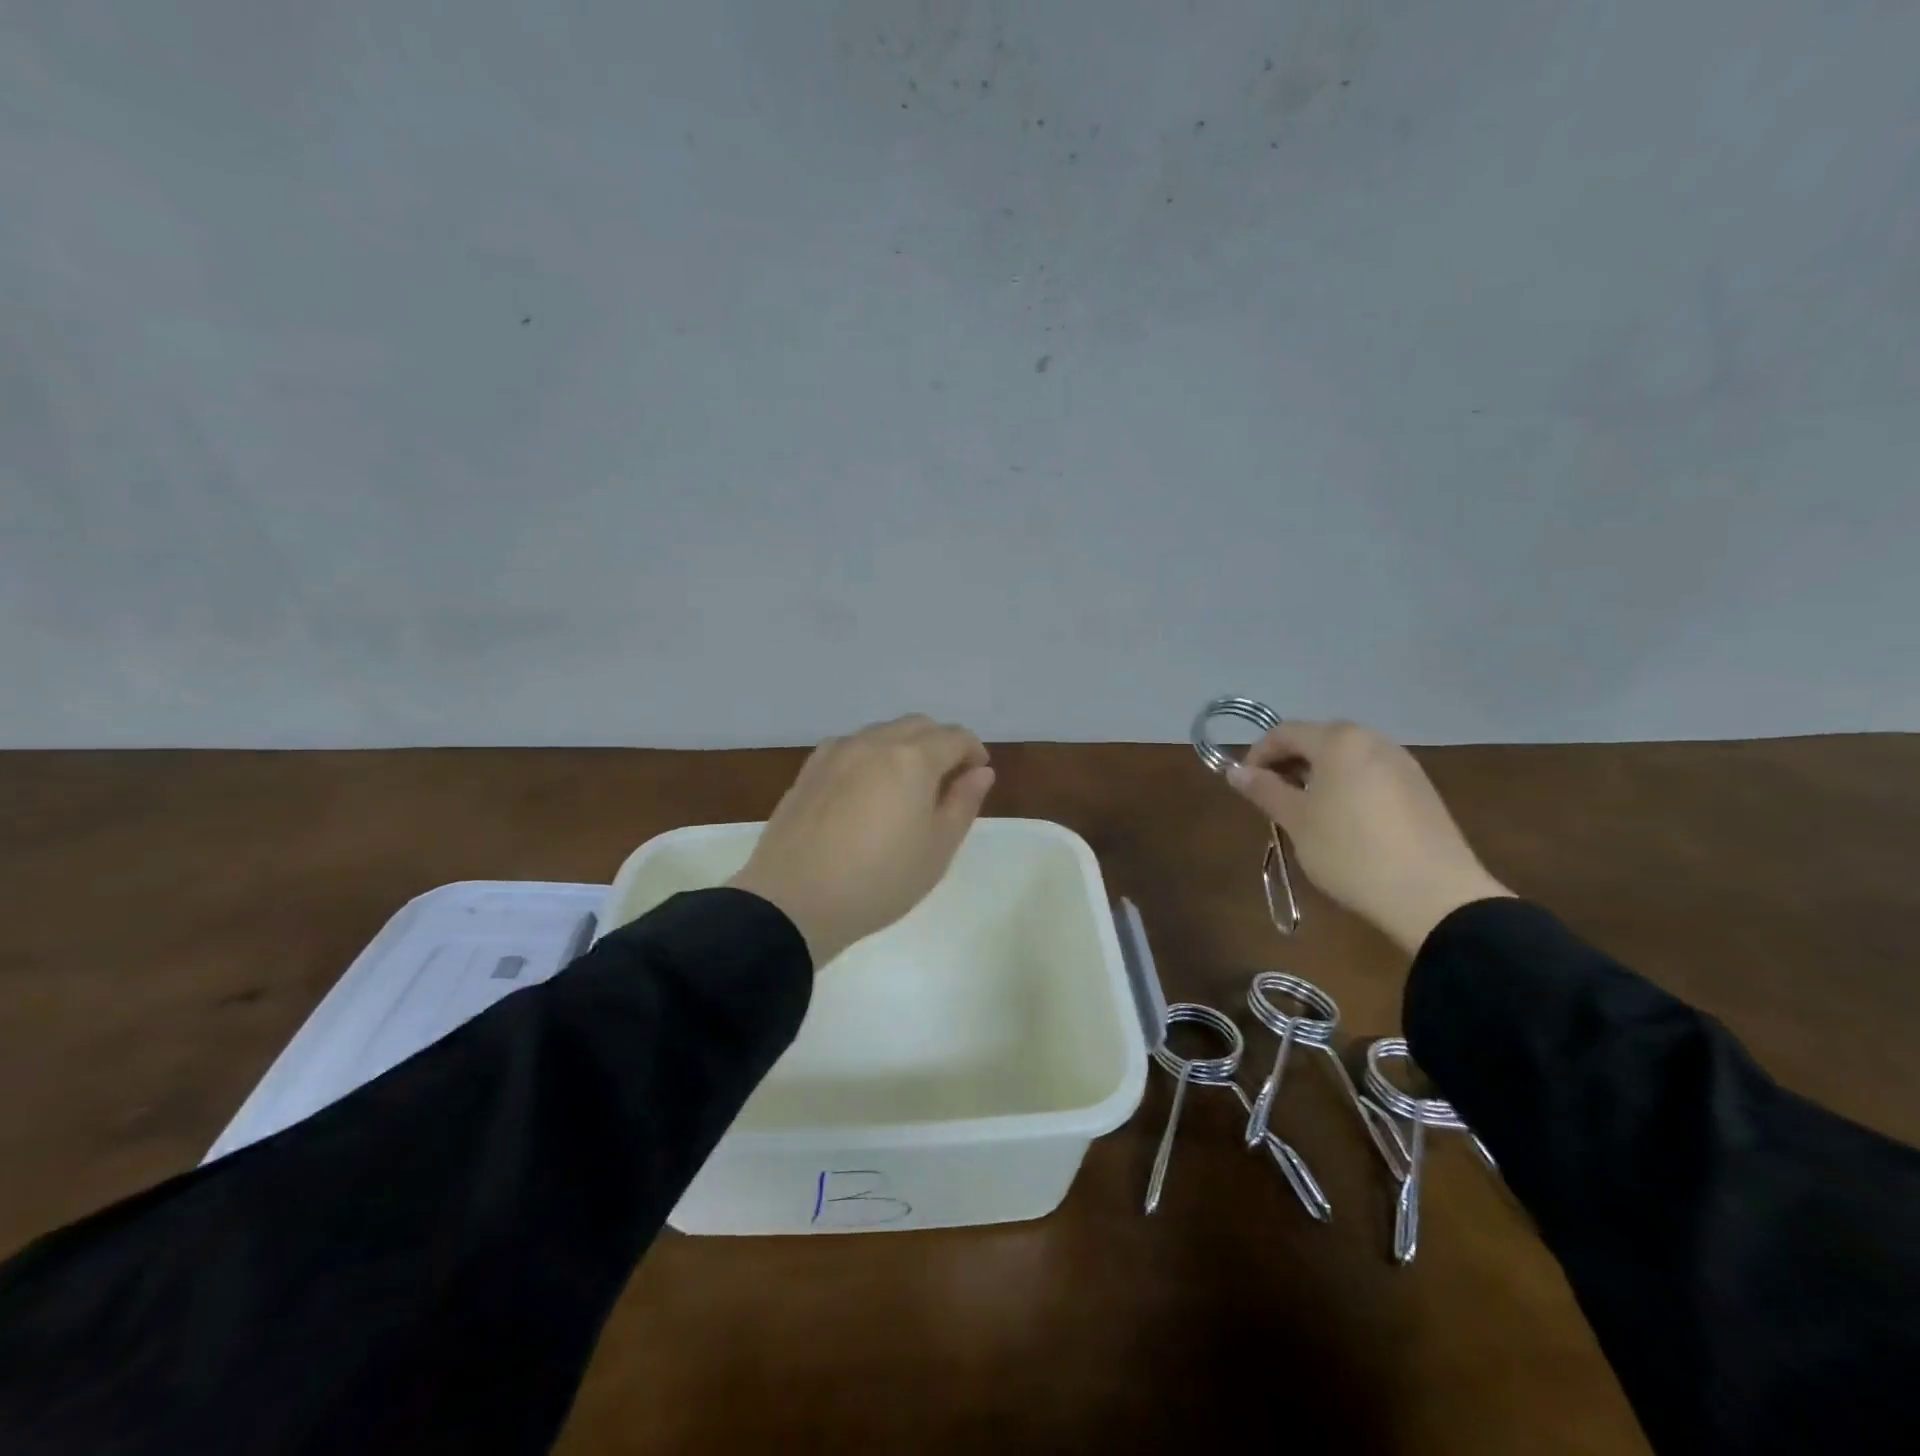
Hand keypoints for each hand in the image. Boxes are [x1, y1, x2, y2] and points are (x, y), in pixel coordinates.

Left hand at [727, 715, 995, 966]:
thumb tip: (980, 771)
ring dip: (905, 747)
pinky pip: (852, 747)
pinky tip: (867, 791)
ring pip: (883, 733)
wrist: (794, 901)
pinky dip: (872, 756)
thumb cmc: (879, 880)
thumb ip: (963, 802)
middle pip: (919, 726)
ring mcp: (837, 752)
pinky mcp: (810, 769)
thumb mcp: (937, 848)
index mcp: (913, 758)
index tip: (976, 777)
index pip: (954, 737)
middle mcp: (874, 742)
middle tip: (947, 782)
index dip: (973, 752)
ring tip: (907, 789)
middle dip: (941, 744)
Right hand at [1226, 720, 1511, 953]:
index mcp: (1339, 741)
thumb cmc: (1350, 851)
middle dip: (1289, 763)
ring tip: (1306, 811)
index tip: (1245, 784)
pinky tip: (1344, 822)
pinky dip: (1347, 787)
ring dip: (1318, 775)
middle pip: (1318, 740)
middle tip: (1272, 798)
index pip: (1284, 732)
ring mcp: (1402, 763)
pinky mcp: (1421, 789)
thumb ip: (1264, 790)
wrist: (1433, 895)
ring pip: (1346, 758)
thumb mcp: (1296, 821)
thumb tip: (1235, 771)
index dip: (1258, 754)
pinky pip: (1371, 775)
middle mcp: (1373, 741)